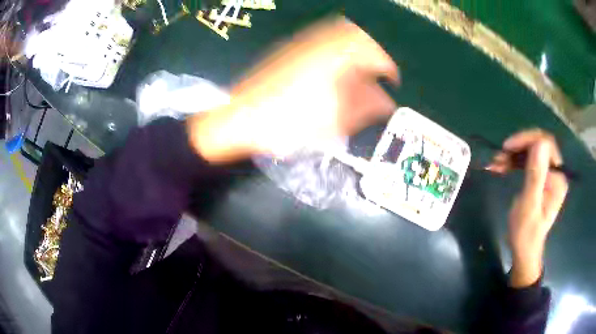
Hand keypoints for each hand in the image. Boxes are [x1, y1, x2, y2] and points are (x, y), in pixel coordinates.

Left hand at [187, 17, 398, 162]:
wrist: (241, 117)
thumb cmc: (288, 124)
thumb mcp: (333, 121)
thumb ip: (365, 107)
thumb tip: (385, 101)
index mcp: (336, 58)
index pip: (374, 52)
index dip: (388, 66)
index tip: (393, 79)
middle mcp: (321, 42)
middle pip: (358, 35)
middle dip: (373, 52)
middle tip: (378, 71)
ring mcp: (303, 43)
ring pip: (340, 33)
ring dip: (356, 49)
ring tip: (359, 71)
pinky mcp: (290, 48)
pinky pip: (322, 39)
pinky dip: (337, 49)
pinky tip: (335, 68)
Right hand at [487, 130, 568, 286]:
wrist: (524, 250)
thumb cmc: (526, 233)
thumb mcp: (529, 206)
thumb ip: (536, 175)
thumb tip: (539, 143)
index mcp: (557, 178)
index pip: (546, 144)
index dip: (528, 139)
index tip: (508, 147)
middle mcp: (555, 172)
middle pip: (538, 145)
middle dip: (518, 147)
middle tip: (500, 155)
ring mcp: (547, 175)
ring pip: (531, 152)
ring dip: (513, 155)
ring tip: (496, 163)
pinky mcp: (540, 179)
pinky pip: (527, 162)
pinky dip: (513, 162)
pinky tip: (501, 167)